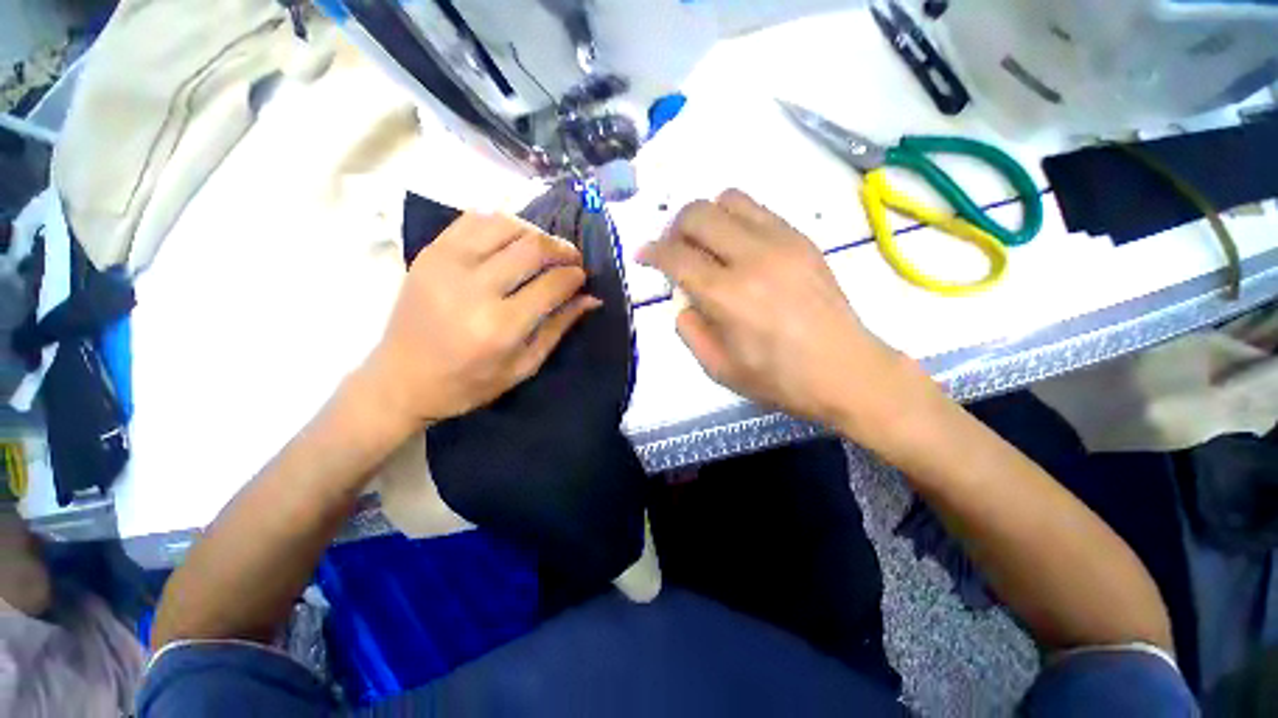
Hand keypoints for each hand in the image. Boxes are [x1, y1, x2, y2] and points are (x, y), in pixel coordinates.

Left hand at [363, 212, 598, 428]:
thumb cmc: (469, 383)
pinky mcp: (430, 253)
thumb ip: (559, 327)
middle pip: (532, 247)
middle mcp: (474, 289)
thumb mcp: (524, 366)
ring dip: (534, 231)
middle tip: (571, 258)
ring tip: (543, 248)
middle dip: (561, 249)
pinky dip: (501, 222)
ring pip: (505, 224)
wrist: (401, 379)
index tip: (582, 276)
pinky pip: (473, 219)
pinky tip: (512, 238)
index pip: (552, 284)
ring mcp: (447, 264)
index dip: (575, 276)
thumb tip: (591, 298)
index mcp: (501, 326)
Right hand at [638, 190, 913, 428]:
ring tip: (706, 244)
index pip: (676, 255)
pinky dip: (736, 220)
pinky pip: (758, 210)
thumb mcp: (718, 368)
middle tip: (674, 250)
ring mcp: (782, 241)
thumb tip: (684, 299)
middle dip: (674, 228)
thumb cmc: (778, 378)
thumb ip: (689, 329)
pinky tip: (738, 247)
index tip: (644, 256)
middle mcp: (752, 257)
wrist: (846, 370)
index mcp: (727, 296)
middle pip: (698, 213)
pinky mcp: (802, 238)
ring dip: (706, 217)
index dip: (652, 252)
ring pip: (728, 199)